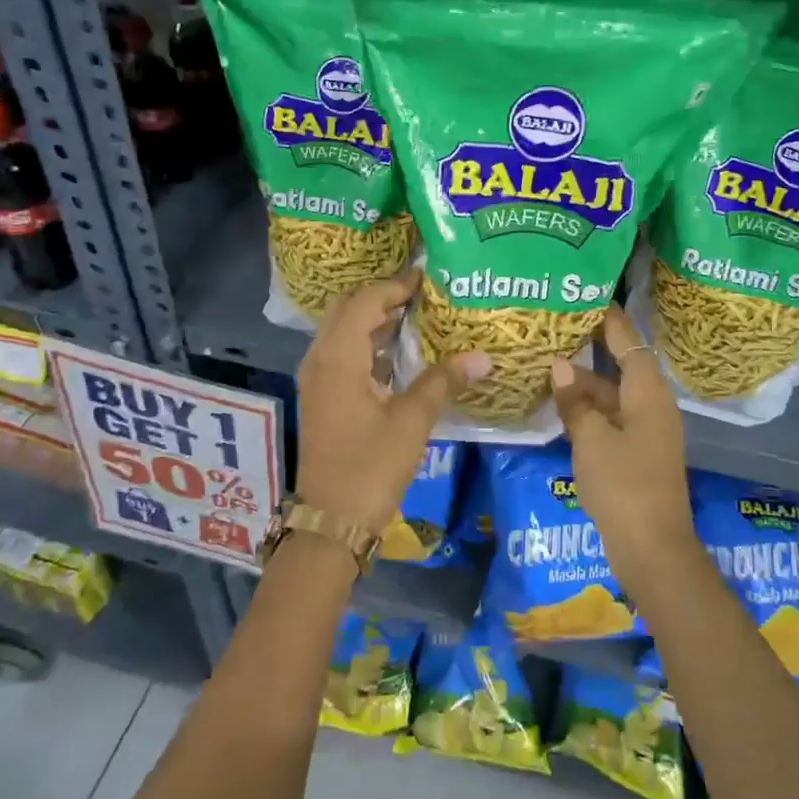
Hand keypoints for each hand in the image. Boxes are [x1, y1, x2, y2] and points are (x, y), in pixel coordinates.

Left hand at [295, 272, 490, 527]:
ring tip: (415, 316)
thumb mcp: (411, 421)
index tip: (426, 277)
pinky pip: (342, 355)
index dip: (394, 286)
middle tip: (420, 294)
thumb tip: (482, 356)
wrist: (331, 520)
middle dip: (381, 297)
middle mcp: (320, 360)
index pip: (364, 302)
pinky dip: (367, 345)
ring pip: (342, 333)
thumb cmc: (370, 467)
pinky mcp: (322, 398)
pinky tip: (399, 354)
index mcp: (337, 358)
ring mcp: (317, 380)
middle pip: (346, 310)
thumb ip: (443, 382)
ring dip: (373, 321)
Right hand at [550, 309, 693, 584]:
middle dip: (590, 351)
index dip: (611, 320)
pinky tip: (560, 408)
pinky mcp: (637, 455)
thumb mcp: (592, 440)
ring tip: (546, 365)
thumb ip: (575, 402)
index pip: (630, 343)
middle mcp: (652, 407)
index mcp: (648, 395)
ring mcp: (646, 433)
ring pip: (613, 396)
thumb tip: (559, 366)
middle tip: (556, 329)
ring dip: (584, 384)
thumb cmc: (623, 486)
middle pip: (621, 368)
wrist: (652, 549)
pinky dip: (588, 411)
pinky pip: (611, 420)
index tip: (589, 298)